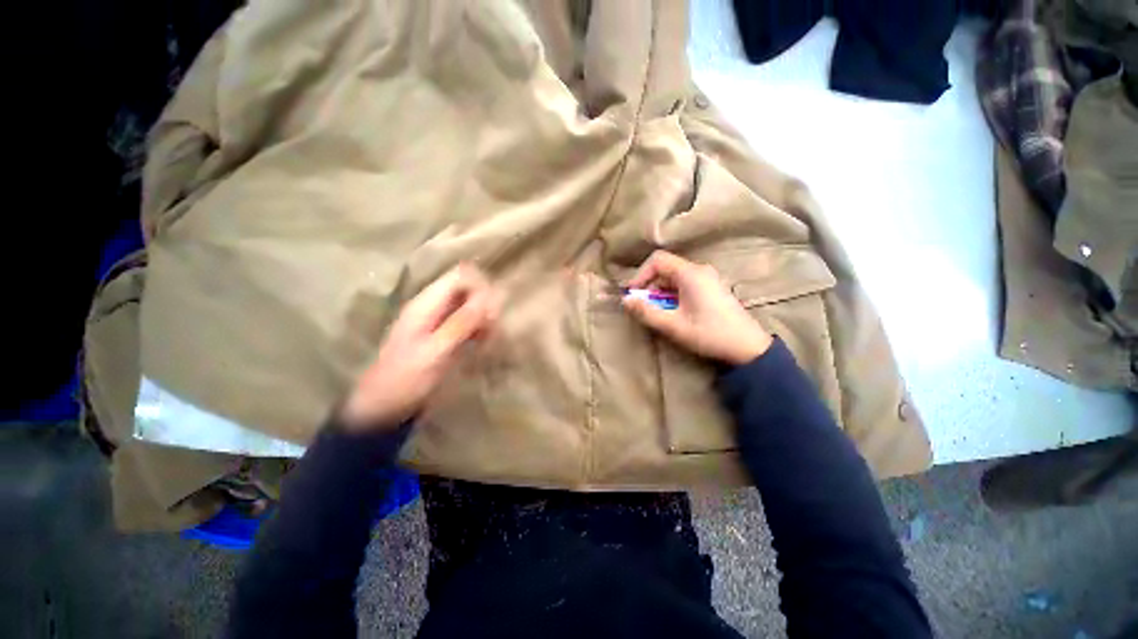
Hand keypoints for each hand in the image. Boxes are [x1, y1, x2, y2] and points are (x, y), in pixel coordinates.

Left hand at [339, 264, 499, 430]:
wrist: (384, 407)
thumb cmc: (405, 379)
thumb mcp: (434, 352)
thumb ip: (461, 323)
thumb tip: (489, 296)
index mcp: (426, 303)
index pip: (461, 275)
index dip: (481, 287)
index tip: (491, 311)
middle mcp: (435, 306)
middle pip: (469, 289)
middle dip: (486, 305)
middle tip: (491, 330)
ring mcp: (440, 321)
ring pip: (473, 306)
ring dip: (485, 319)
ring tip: (488, 340)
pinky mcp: (446, 336)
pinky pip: (471, 323)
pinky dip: (481, 330)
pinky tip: (483, 345)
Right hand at [622, 251, 772, 365]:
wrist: (748, 348)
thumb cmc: (709, 334)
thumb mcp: (672, 326)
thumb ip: (646, 312)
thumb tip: (625, 301)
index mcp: (691, 274)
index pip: (658, 260)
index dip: (641, 274)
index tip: (633, 293)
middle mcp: (700, 270)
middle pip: (666, 268)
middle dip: (649, 285)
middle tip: (643, 306)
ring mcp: (708, 278)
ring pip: (674, 277)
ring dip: (660, 291)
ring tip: (657, 312)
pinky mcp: (712, 288)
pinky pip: (685, 283)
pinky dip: (672, 294)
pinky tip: (673, 312)